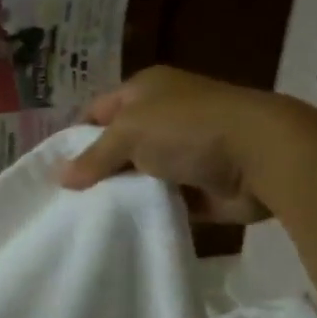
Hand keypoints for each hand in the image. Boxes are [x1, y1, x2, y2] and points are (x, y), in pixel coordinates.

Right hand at [59, 66, 277, 222]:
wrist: (261, 156)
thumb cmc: (188, 129)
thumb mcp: (129, 133)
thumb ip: (94, 157)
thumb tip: (61, 178)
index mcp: (146, 90)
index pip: (98, 111)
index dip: (75, 137)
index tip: (55, 170)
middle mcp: (164, 116)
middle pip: (117, 145)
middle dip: (96, 170)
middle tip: (66, 201)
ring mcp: (183, 151)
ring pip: (138, 175)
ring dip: (121, 194)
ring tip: (87, 219)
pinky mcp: (199, 185)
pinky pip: (162, 200)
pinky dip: (147, 211)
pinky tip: (121, 228)